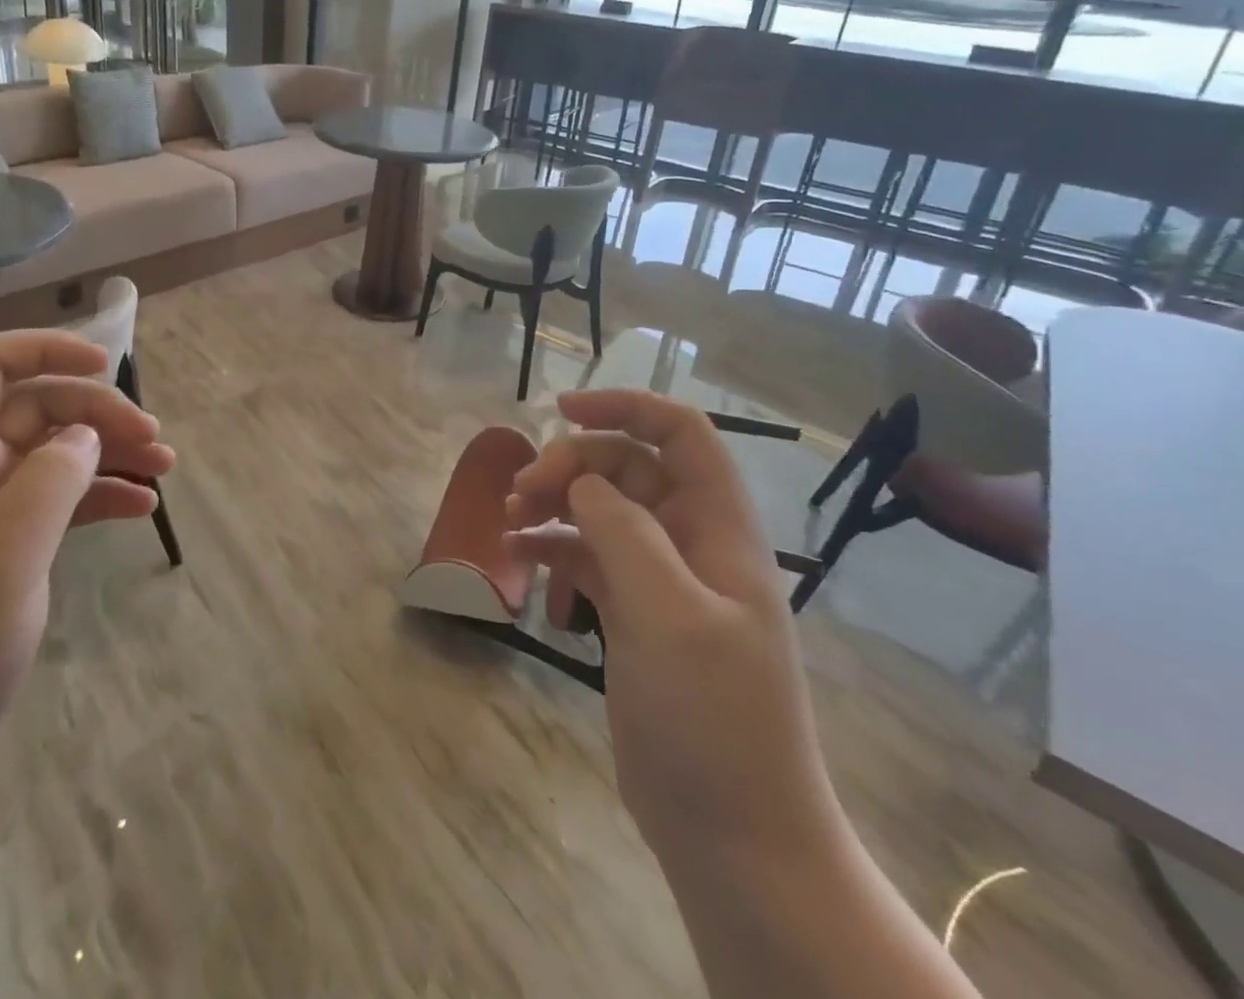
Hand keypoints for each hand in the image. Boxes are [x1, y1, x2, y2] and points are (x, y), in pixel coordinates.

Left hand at [0, 331, 176, 818]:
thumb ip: (50, 479)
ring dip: (108, 454)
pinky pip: (55, 503)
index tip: (106, 363)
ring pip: (52, 455)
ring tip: (164, 471)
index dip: (45, 349)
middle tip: (155, 442)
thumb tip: (86, 435)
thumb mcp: (2, 554)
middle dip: (99, 413)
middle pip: (35, 408)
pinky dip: (98, 497)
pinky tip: (140, 509)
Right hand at [504, 389, 840, 864]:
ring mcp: (662, 583)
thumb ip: (624, 531)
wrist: (734, 836)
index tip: (561, 412)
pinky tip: (518, 560)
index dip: (626, 408)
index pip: (680, 435)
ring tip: (509, 521)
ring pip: (603, 513)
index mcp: (719, 530)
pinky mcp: (635, 618)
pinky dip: (553, 551)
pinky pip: (588, 560)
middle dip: (572, 467)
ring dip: (555, 506)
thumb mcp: (668, 613)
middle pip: (628, 470)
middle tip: (521, 492)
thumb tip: (583, 483)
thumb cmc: (713, 718)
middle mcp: (692, 545)